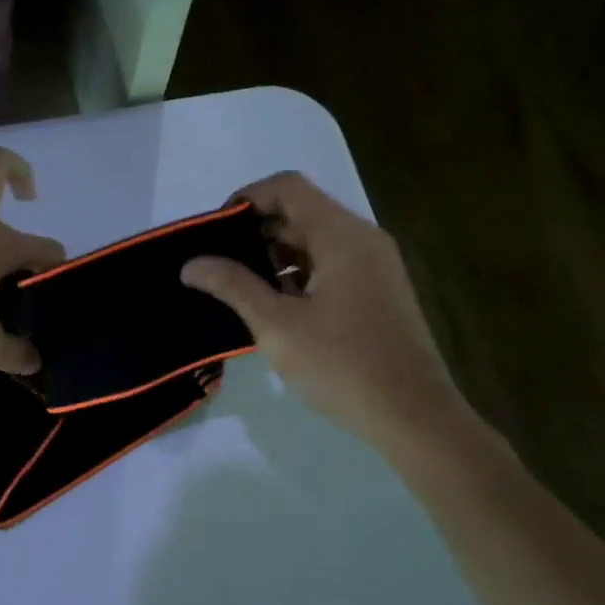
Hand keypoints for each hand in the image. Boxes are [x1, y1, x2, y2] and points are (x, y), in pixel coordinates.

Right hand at [180, 171, 472, 451]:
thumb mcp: (276, 325)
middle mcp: (362, 239)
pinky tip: (272, 305)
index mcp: (342, 235)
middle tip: (216, 262)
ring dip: (273, 253)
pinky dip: (296, 272)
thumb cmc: (342, 365)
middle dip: (254, 230)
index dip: (245, 199)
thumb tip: (191, 263)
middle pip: (300, 211)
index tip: (214, 233)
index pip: (287, 187)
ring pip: (313, 239)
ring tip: (237, 286)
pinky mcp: (376, 290)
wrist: (413, 416)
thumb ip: (232, 286)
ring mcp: (374, 265)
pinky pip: (329, 264)